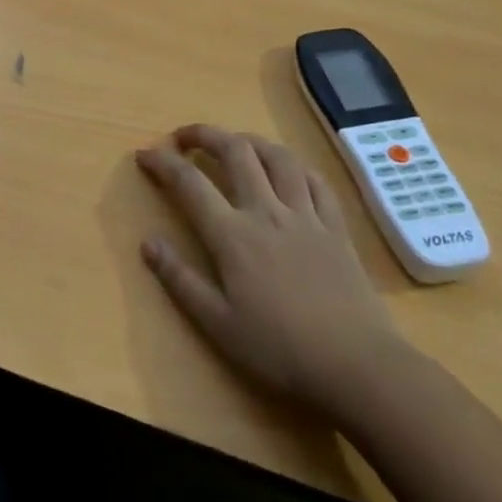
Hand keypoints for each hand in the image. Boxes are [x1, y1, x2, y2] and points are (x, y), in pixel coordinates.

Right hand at [137, 124, 409, 418]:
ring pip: (277, 157)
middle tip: (185, 137)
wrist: (357, 367)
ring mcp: (305, 215)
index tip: (144, 154)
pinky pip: (316, 181)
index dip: (162, 162)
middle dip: (205, 134)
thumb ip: (180, 280)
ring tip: (235, 144)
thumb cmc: (280, 350)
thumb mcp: (218, 324)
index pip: (189, 183)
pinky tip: (288, 170)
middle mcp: (266, 211)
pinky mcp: (336, 227)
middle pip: (235, 151)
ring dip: (250, 141)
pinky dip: (295, 166)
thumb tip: (147, 242)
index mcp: (233, 235)